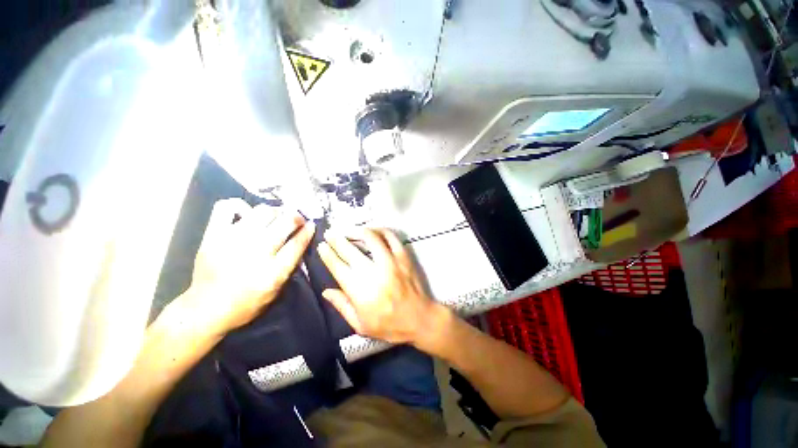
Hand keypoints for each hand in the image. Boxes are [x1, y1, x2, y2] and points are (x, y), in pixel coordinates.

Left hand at [185, 199, 314, 335]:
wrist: (205, 309)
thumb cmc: (246, 304)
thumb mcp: (276, 292)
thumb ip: (290, 266)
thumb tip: (300, 241)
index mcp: (273, 272)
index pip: (297, 243)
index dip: (308, 231)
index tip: (311, 224)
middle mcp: (256, 253)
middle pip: (285, 223)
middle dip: (296, 218)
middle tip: (296, 220)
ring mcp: (233, 241)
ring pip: (263, 211)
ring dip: (275, 211)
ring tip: (275, 217)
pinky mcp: (213, 235)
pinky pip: (227, 207)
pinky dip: (240, 206)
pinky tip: (247, 214)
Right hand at [317, 228, 442, 347]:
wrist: (419, 319)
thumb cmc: (389, 325)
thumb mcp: (360, 325)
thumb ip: (342, 306)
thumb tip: (325, 291)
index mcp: (359, 290)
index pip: (338, 266)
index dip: (327, 254)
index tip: (321, 245)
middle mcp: (373, 272)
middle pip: (350, 249)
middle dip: (337, 239)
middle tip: (330, 233)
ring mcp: (390, 261)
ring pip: (370, 238)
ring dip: (357, 231)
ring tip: (349, 230)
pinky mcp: (403, 257)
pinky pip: (391, 237)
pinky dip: (380, 231)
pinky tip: (373, 231)